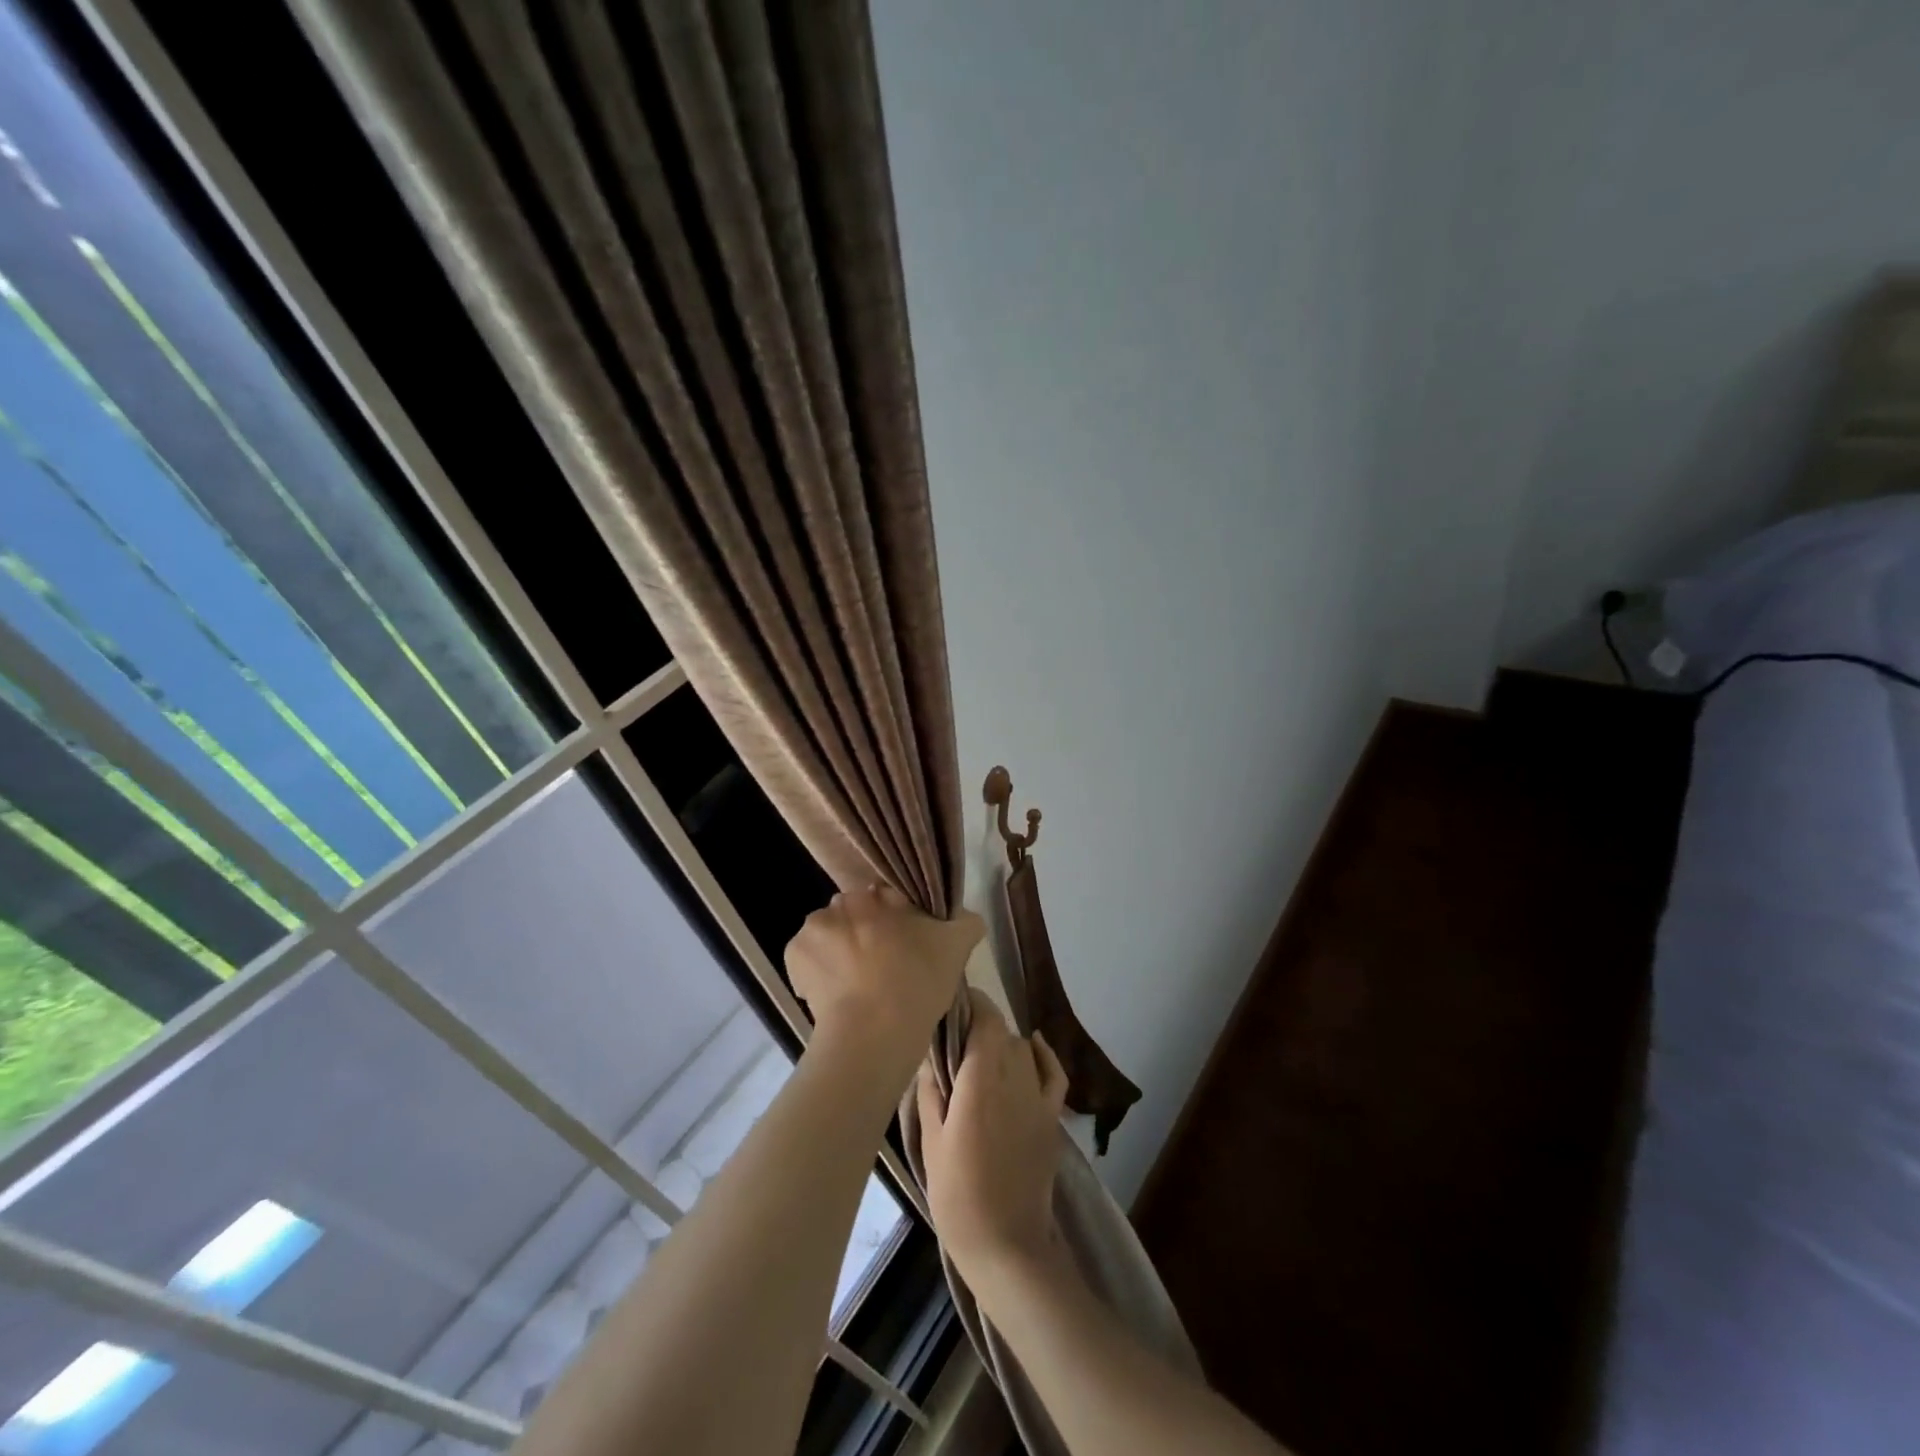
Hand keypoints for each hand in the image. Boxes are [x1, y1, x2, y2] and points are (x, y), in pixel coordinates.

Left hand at [785, 886, 982, 1075]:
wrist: (873, 1031)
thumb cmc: (917, 982)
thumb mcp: (957, 947)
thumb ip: (967, 922)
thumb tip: (968, 917)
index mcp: (879, 893)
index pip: (887, 898)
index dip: (897, 921)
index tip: (905, 947)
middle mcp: (842, 901)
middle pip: (855, 914)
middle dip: (865, 933)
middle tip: (883, 967)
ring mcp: (814, 927)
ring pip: (829, 934)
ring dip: (839, 951)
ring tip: (857, 986)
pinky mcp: (793, 956)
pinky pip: (807, 960)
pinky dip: (817, 973)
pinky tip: (836, 994)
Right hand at [917, 990, 1068, 1284]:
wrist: (1007, 1244)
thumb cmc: (957, 1195)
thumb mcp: (931, 1141)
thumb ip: (931, 1090)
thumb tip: (931, 1053)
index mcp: (980, 1081)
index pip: (984, 1020)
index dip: (971, 1003)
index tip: (953, 1002)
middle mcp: (1013, 1078)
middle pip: (1001, 1031)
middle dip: (981, 1025)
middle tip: (957, 1038)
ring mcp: (1037, 1097)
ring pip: (1022, 1048)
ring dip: (1003, 1042)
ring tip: (981, 1055)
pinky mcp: (1052, 1117)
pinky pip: (1053, 1072)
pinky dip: (1043, 1054)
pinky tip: (1032, 1044)